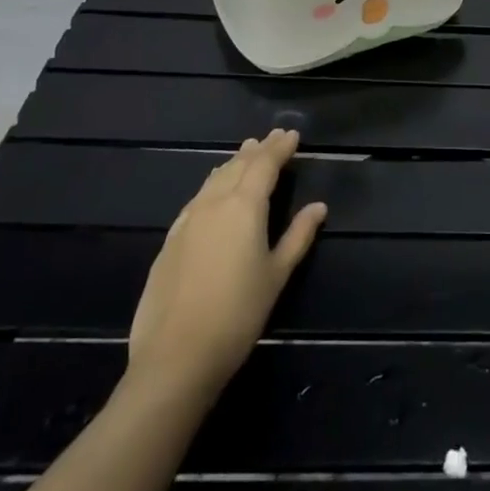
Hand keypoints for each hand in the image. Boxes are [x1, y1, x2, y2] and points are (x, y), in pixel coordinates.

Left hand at [124, 129, 326, 399]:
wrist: (176, 356)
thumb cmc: (238, 314)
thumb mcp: (277, 275)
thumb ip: (298, 236)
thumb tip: (319, 207)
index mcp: (244, 206)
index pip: (265, 165)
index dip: (280, 148)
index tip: (292, 134)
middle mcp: (214, 203)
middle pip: (238, 166)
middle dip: (257, 150)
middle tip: (271, 137)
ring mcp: (188, 220)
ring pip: (214, 179)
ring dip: (233, 163)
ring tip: (245, 153)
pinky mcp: (171, 240)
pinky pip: (197, 198)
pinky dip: (212, 184)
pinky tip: (213, 188)